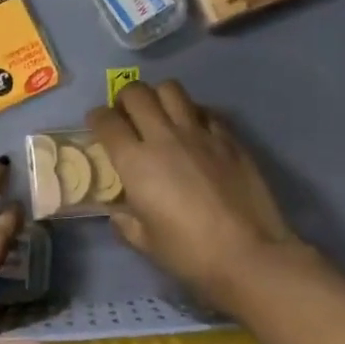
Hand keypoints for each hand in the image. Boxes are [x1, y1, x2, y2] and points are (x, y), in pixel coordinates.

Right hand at [88, 80, 308, 312]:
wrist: (248, 253)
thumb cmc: (189, 252)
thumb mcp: (145, 242)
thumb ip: (126, 222)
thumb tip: (120, 213)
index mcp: (135, 162)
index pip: (106, 121)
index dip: (97, 118)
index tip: (97, 124)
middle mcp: (164, 137)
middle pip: (137, 93)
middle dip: (124, 98)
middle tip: (126, 115)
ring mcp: (199, 133)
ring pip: (171, 90)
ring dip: (158, 97)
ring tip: (159, 114)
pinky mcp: (229, 138)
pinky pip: (204, 111)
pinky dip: (192, 113)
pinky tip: (194, 131)